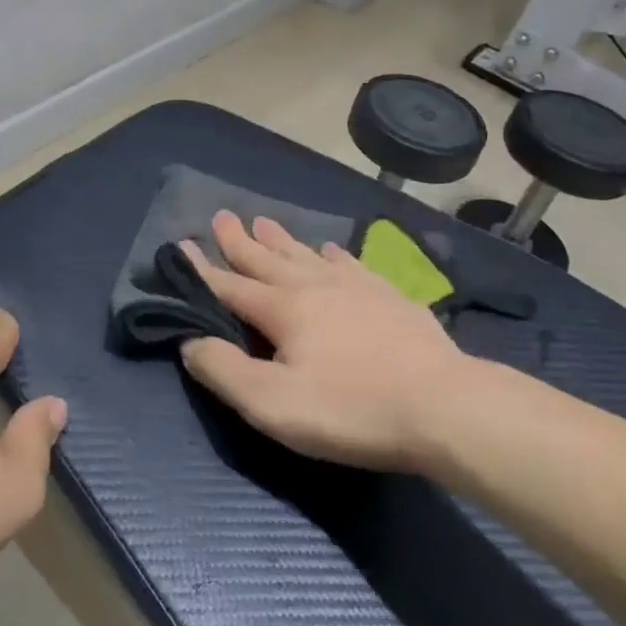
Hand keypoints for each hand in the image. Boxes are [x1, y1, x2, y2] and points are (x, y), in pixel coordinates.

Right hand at [178, 212, 478, 472]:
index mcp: (283, 309)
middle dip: (240, 240)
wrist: (444, 406)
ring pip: (305, 255)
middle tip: (221, 216)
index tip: (180, 244)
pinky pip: (350, 264)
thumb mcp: (273, 404)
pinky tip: (329, 249)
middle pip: (267, 259)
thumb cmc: (351, 409)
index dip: (202, 269)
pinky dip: (332, 254)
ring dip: (280, 239)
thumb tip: (190, 342)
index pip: (230, 285)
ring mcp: (355, 287)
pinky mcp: (388, 296)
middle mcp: (313, 286)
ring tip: (264, 220)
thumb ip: (225, 371)